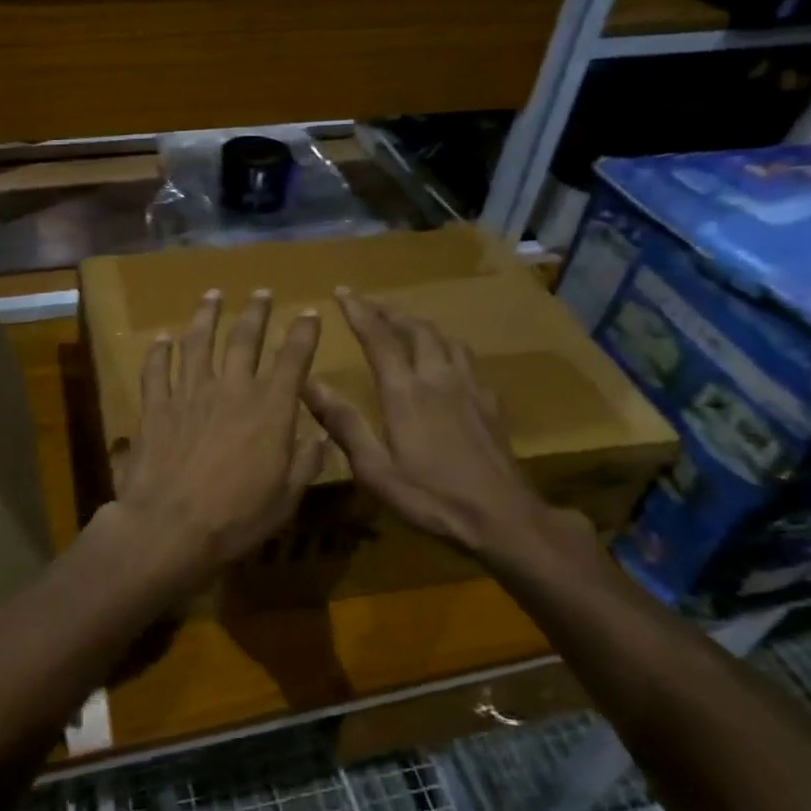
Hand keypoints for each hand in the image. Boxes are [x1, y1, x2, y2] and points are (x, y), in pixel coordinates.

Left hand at [107, 289, 324, 597]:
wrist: (170, 527)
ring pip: (198, 342)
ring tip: (213, 295)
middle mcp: (231, 389)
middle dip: (256, 312)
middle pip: (244, 338)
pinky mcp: (156, 405)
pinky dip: (159, 351)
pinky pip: (156, 369)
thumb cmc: (235, 518)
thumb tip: (320, 437)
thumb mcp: (286, 498)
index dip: (303, 333)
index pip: (293, 359)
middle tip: (261, 292)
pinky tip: (162, 339)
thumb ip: (306, 463)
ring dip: (207, 315)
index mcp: (269, 409)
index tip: (309, 313)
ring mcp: (189, 393)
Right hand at [302, 288, 594, 574]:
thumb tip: (308, 384)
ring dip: (420, 325)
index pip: (378, 337)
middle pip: (416, 328)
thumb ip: (343, 424)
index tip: (342, 292)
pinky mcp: (490, 403)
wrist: (503, 518)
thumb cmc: (431, 497)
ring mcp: (470, 388)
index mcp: (405, 392)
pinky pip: (467, 359)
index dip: (359, 311)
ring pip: (446, 338)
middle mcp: (438, 378)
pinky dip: (447, 347)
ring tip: (405, 324)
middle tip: (370, 303)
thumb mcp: (375, 470)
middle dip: (390, 311)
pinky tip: (446, 362)